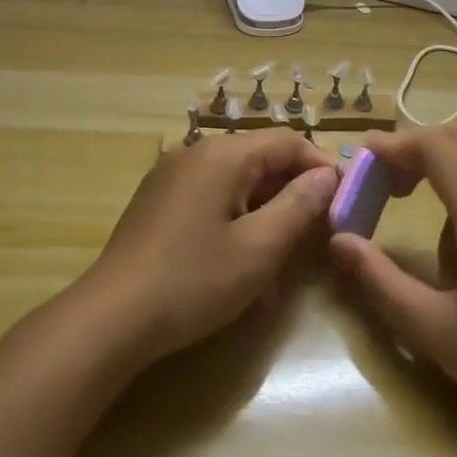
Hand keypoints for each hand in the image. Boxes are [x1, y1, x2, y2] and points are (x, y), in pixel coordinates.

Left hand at [78, 131, 338, 366]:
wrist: (113, 316)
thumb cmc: (193, 280)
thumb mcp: (258, 249)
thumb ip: (298, 207)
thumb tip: (326, 177)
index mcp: (222, 153)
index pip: (287, 140)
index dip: (321, 168)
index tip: (343, 205)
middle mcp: (196, 151)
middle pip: (260, 157)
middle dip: (292, 192)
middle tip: (316, 235)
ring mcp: (172, 174)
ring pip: (236, 179)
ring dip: (265, 209)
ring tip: (280, 255)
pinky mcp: (158, 199)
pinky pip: (210, 195)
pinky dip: (234, 216)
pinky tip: (239, 258)